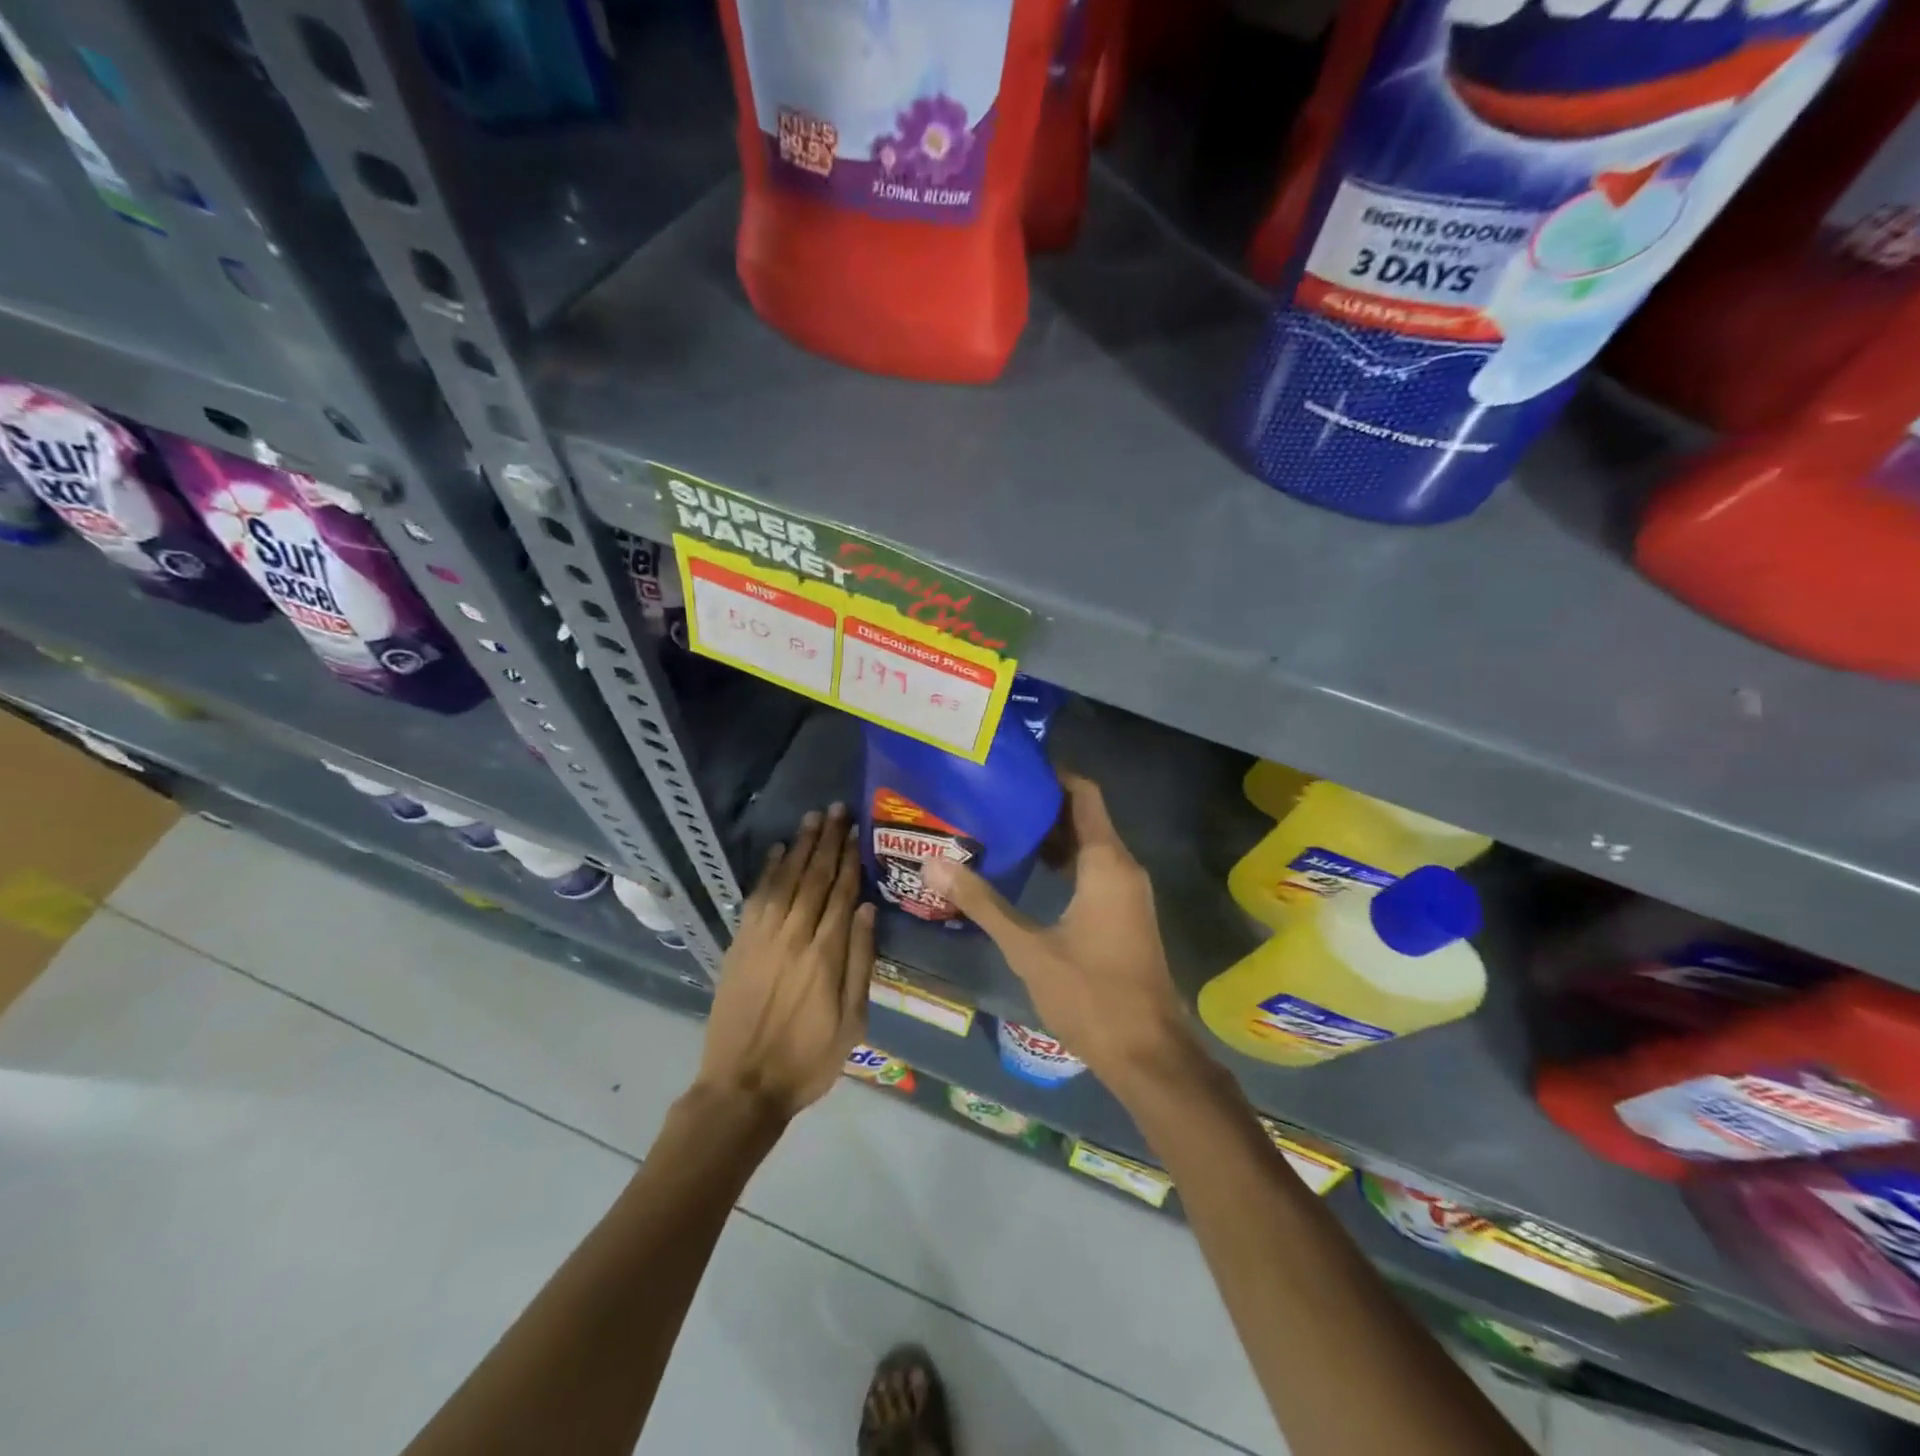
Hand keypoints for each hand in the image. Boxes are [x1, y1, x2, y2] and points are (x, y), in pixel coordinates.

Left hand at [695, 804, 876, 1120]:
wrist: (743, 1087)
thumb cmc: (808, 1059)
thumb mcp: (852, 1021)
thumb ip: (861, 962)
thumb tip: (867, 910)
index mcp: (826, 954)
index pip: (841, 893)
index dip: (849, 858)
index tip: (856, 830)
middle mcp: (794, 936)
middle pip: (814, 877)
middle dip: (827, 841)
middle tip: (836, 809)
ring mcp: (762, 938)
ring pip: (785, 880)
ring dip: (799, 847)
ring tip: (812, 818)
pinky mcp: (739, 945)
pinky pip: (756, 898)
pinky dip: (767, 872)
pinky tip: (776, 851)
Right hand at [921, 773, 1197, 1089]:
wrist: (1148, 1054)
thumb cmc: (1091, 994)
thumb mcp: (1029, 948)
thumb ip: (983, 902)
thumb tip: (934, 864)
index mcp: (1106, 863)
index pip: (1084, 794)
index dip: (1053, 775)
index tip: (1013, 767)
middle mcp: (1123, 868)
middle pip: (1085, 817)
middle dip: (1042, 806)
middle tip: (993, 797)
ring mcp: (1127, 893)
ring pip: (1089, 847)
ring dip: (1051, 837)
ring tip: (1001, 828)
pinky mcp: (1124, 916)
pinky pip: (1094, 871)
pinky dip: (1064, 864)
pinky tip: (1027, 873)